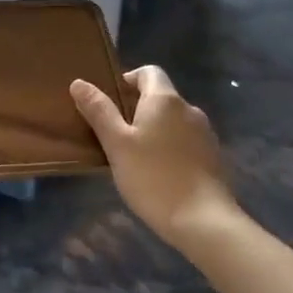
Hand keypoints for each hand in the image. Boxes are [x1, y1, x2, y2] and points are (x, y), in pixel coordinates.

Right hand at [71, 65, 242, 252]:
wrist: (203, 220)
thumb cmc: (153, 177)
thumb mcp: (117, 144)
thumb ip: (99, 111)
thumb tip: (79, 82)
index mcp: (165, 100)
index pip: (149, 72)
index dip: (128, 80)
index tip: (111, 102)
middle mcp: (189, 109)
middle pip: (161, 97)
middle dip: (138, 109)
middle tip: (115, 134)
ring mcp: (205, 134)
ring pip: (173, 121)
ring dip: (155, 130)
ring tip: (135, 157)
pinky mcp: (213, 157)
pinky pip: (185, 141)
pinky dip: (170, 148)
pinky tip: (158, 173)